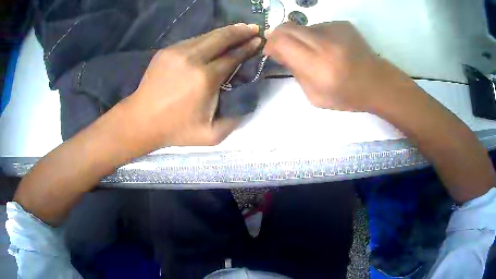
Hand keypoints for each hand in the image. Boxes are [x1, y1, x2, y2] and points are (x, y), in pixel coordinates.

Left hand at [123, 23, 261, 149]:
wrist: (141, 120)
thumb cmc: (176, 129)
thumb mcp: (211, 135)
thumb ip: (234, 118)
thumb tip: (246, 96)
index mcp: (205, 79)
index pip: (233, 57)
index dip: (248, 47)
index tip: (259, 41)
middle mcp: (193, 59)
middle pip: (222, 37)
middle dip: (240, 31)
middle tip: (253, 28)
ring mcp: (177, 52)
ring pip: (207, 35)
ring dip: (225, 32)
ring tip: (238, 30)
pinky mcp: (167, 51)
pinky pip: (193, 40)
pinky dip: (207, 39)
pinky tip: (213, 41)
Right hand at [264, 21, 412, 111]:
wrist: (377, 83)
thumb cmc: (347, 95)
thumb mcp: (315, 96)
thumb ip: (295, 73)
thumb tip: (280, 53)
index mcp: (318, 66)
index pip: (281, 41)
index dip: (271, 44)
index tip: (273, 53)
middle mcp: (325, 43)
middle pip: (287, 27)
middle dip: (280, 37)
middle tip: (286, 49)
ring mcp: (335, 29)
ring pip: (303, 27)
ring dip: (301, 38)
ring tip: (317, 53)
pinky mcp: (342, 24)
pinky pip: (318, 27)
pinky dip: (317, 37)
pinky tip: (330, 48)